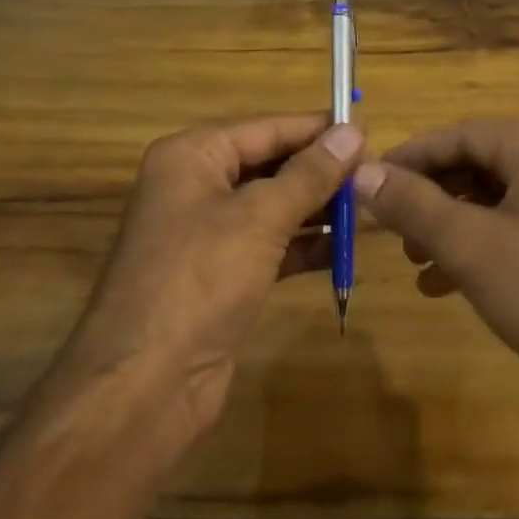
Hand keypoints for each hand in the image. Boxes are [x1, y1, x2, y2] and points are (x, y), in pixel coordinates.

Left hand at [56, 115, 363, 447]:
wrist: (143, 389)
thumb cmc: (199, 280)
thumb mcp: (260, 217)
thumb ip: (310, 173)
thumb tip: (354, 131)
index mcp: (192, 157)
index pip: (267, 128)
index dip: (317, 129)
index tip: (366, 129)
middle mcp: (196, 186)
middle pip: (270, 164)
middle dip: (321, 171)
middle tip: (374, 172)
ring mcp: (206, 234)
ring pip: (273, 206)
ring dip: (318, 208)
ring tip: (370, 207)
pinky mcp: (220, 276)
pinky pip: (271, 245)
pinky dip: (304, 245)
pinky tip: (345, 248)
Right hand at [354, 119, 518, 447]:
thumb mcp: (471, 245)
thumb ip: (413, 205)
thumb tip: (362, 172)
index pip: (462, 132)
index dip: (413, 154)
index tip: (370, 180)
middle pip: (476, 164)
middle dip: (429, 194)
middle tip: (390, 225)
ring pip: (490, 201)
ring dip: (447, 225)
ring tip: (412, 258)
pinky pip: (509, 233)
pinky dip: (473, 250)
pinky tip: (440, 285)